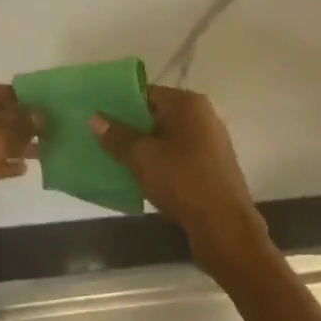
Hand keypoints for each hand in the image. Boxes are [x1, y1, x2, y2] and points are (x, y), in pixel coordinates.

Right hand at [90, 85, 268, 274]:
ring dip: (142, 147)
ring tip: (112, 157)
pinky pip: (176, 155)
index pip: (146, 93)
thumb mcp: (143, 157)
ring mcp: (209, 142)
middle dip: (128, 127)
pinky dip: (158, 161)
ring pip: (165, 137)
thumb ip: (117, 136)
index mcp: (188, 104)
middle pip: (156, 114)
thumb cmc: (184, 182)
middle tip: (99, 137)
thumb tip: (94, 118)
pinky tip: (137, 175)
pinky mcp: (210, 166)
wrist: (225, 228)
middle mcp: (202, 116)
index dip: (119, 103)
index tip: (96, 115)